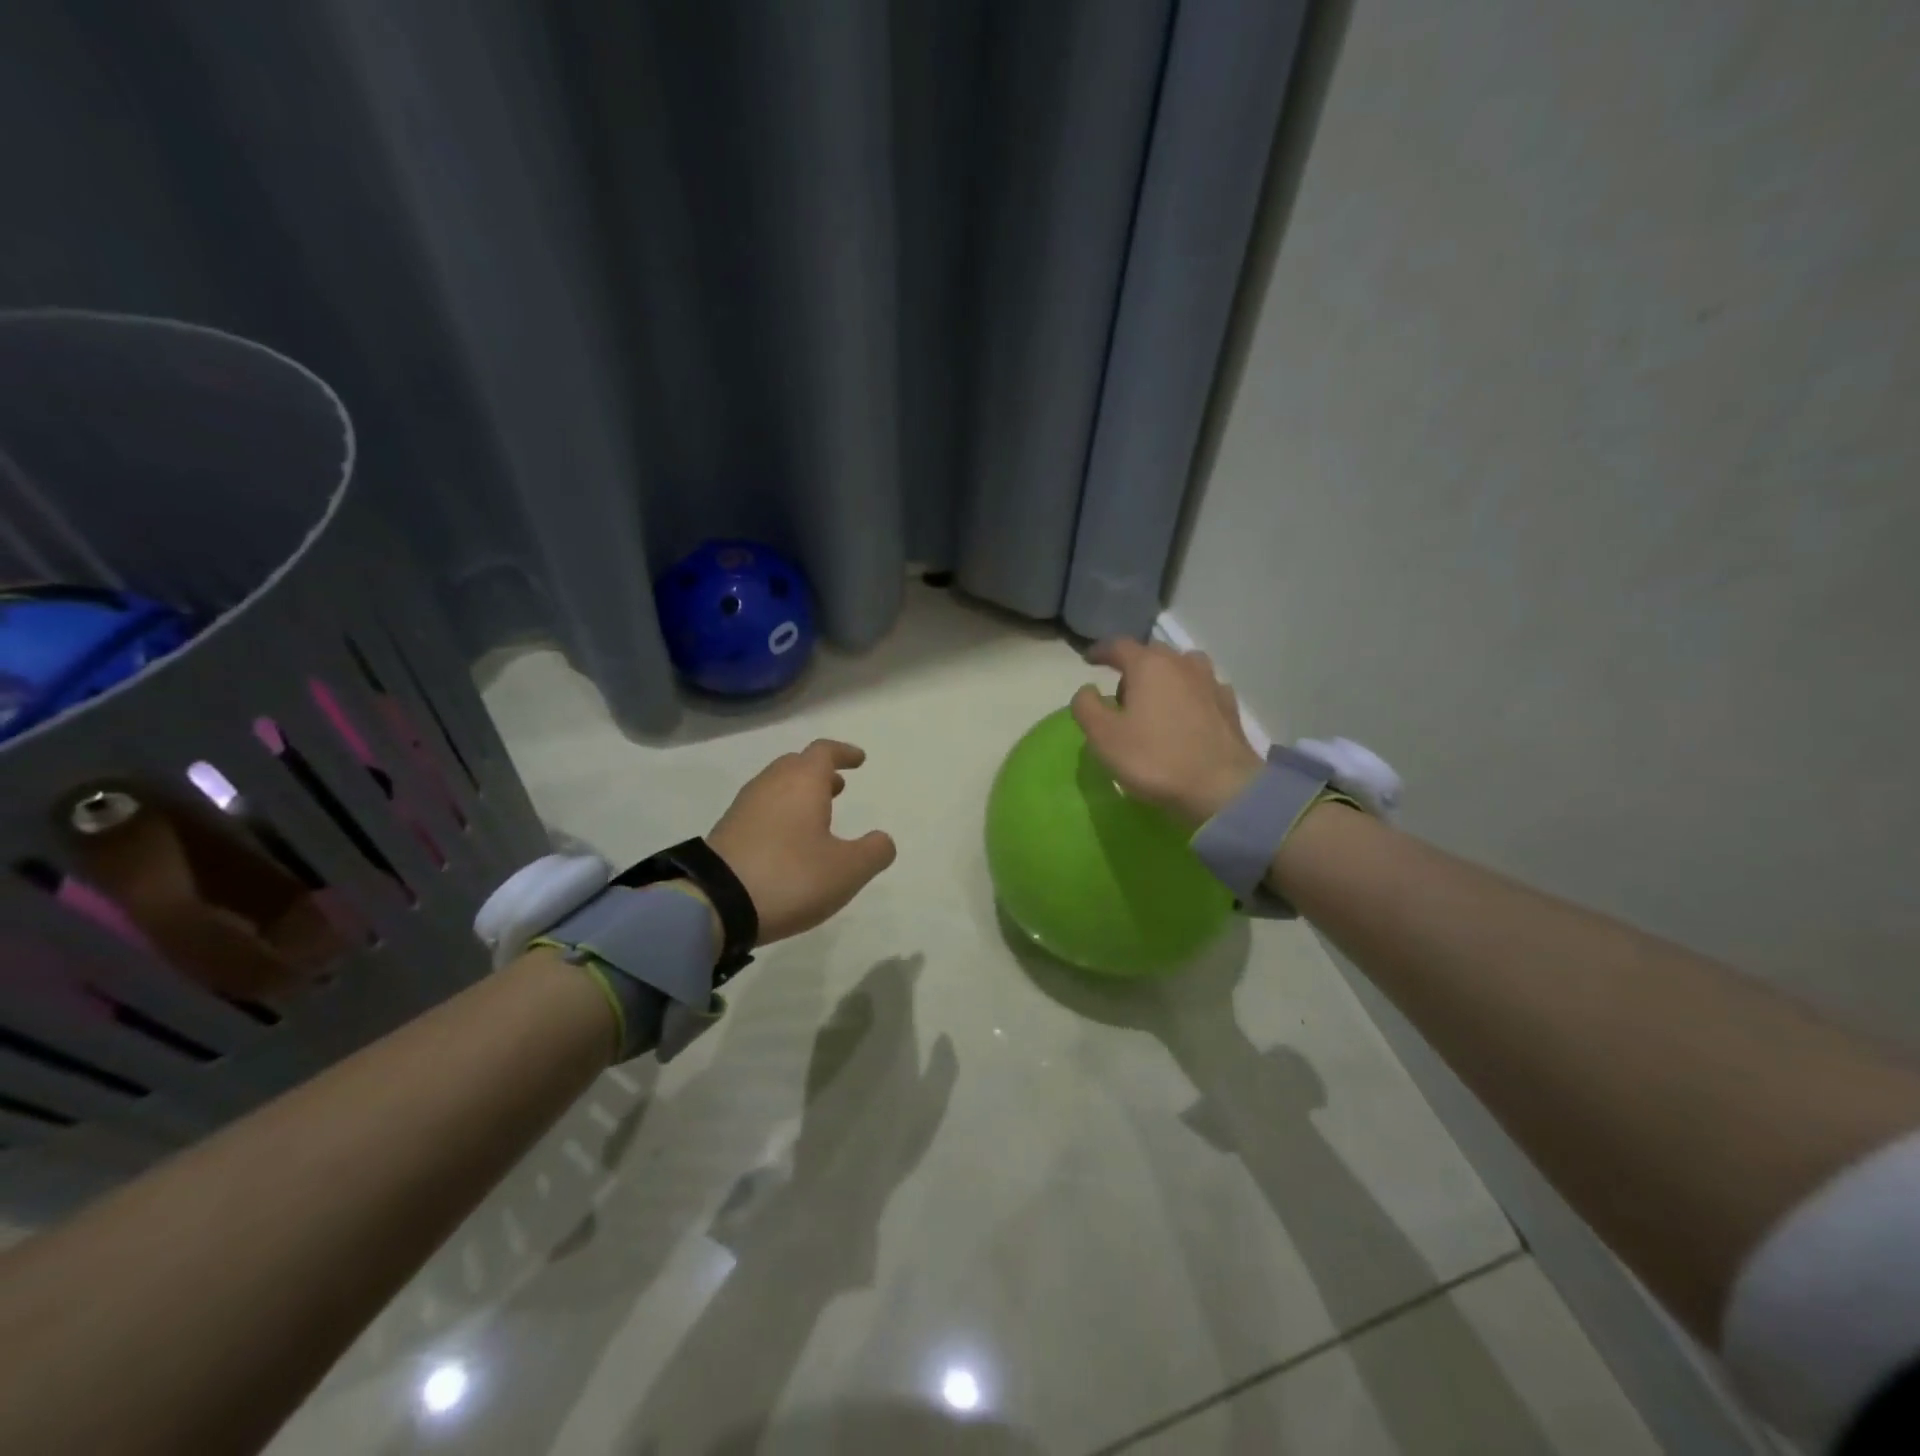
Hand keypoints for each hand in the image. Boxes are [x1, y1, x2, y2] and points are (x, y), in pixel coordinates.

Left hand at [704, 740, 896, 944]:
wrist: (716, 903)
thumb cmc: (791, 876)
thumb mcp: (847, 870)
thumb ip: (874, 852)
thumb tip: (882, 839)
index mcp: (802, 782)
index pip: (824, 751)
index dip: (844, 752)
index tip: (859, 759)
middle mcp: (771, 784)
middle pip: (796, 764)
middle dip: (819, 772)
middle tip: (838, 786)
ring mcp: (744, 806)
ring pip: (776, 786)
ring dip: (799, 793)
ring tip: (817, 814)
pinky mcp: (727, 830)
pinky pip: (761, 809)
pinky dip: (780, 813)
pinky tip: (788, 840)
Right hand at [1071, 639, 1264, 829]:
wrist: (1221, 788)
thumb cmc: (1155, 758)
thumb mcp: (1103, 736)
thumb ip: (1087, 707)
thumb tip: (1087, 690)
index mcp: (1149, 665)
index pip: (1119, 645)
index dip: (1101, 651)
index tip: (1089, 660)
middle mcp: (1182, 664)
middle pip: (1153, 653)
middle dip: (1134, 666)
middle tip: (1122, 694)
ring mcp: (1211, 682)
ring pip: (1183, 667)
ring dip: (1166, 676)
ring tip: (1157, 701)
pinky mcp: (1229, 706)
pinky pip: (1203, 689)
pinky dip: (1190, 694)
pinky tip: (1187, 713)